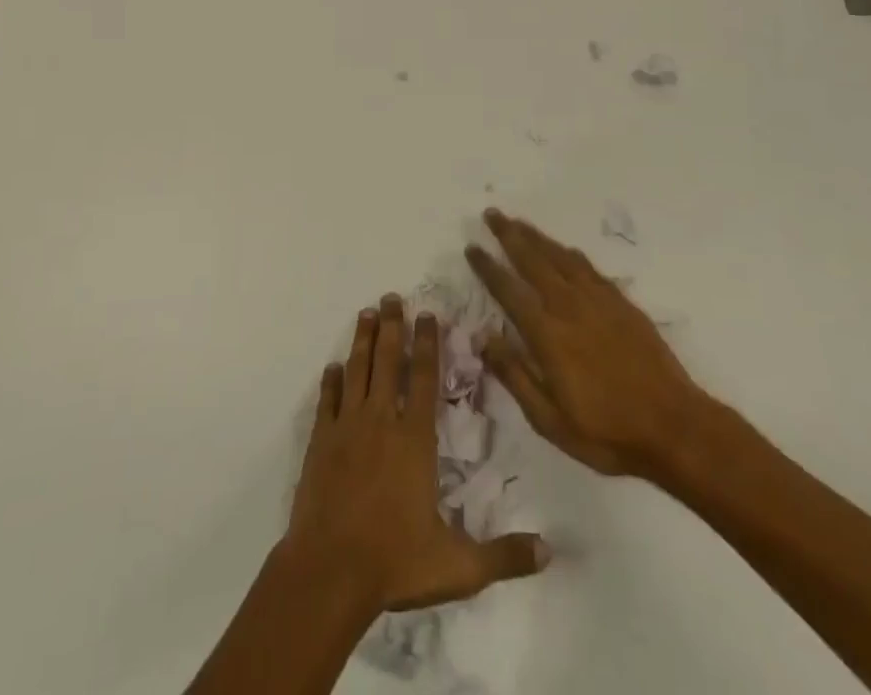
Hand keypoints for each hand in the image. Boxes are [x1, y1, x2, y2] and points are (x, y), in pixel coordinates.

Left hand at [284, 296, 549, 615]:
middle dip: (392, 326)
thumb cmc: (395, 563)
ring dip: (363, 341)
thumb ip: (504, 555)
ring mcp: (346, 428)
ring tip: (366, 313)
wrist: (329, 573)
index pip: (425, 379)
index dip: (428, 344)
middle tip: (391, 296)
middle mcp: (381, 422)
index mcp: (415, 441)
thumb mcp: (459, 567)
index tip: (428, 314)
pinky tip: (332, 367)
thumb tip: (550, 553)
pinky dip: (330, 381)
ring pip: (357, 371)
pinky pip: (326, 401)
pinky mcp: (319, 442)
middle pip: (388, 362)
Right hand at [467, 210, 720, 490]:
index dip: (488, 267)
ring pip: (560, 257)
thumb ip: (514, 376)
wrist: (675, 428)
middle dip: (510, 235)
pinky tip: (564, 249)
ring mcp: (599, 302)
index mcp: (547, 334)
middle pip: (533, 260)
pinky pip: (589, 268)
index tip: (471, 247)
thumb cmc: (607, 432)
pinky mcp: (622, 304)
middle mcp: (569, 307)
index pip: (509, 290)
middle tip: (492, 214)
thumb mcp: (550, 420)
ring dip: (537, 237)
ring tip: (519, 222)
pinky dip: (570, 254)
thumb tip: (483, 338)